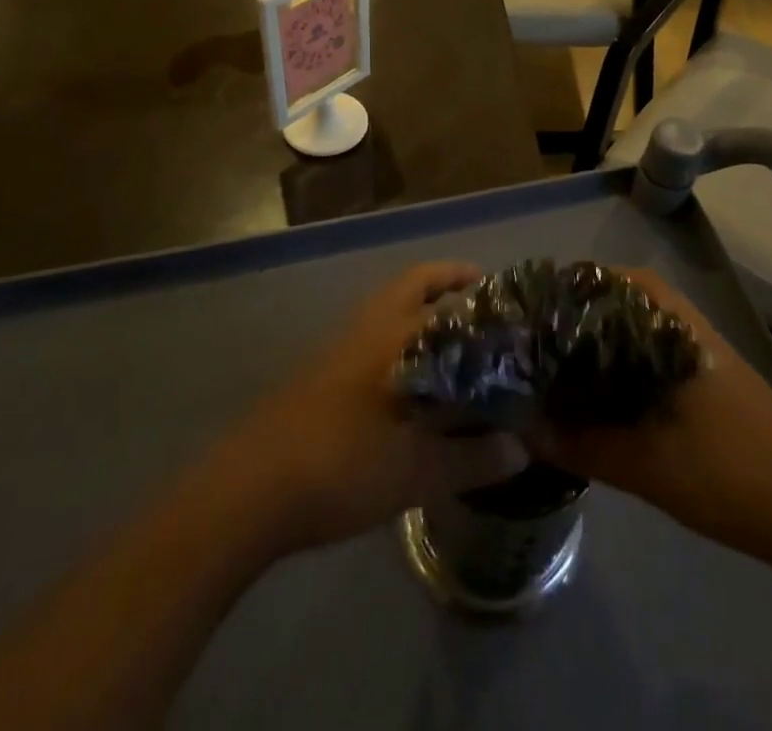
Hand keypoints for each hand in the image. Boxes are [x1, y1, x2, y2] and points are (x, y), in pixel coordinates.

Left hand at [201, 262, 527, 555]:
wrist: (250, 492)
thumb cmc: (340, 466)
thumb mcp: (415, 471)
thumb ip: (471, 459)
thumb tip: (521, 450)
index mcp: (390, 337)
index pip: (430, 287)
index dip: (461, 279)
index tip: (494, 286)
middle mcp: (364, 331)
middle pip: (406, 287)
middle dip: (441, 286)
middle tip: (477, 301)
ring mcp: (336, 352)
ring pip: (385, 315)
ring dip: (418, 317)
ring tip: (454, 347)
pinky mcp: (318, 379)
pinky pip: (370, 344)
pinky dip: (397, 347)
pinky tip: (412, 388)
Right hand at [530, 269, 771, 559]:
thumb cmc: (729, 471)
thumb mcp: (647, 465)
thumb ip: (583, 446)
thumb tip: (524, 429)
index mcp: (669, 324)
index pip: (605, 281)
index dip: (562, 291)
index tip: (526, 312)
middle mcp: (680, 323)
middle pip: (614, 301)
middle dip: (573, 318)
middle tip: (532, 343)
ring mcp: (695, 349)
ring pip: (631, 329)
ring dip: (596, 342)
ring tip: (555, 366)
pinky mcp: (703, 378)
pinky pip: (647, 353)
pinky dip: (617, 363)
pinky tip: (599, 395)